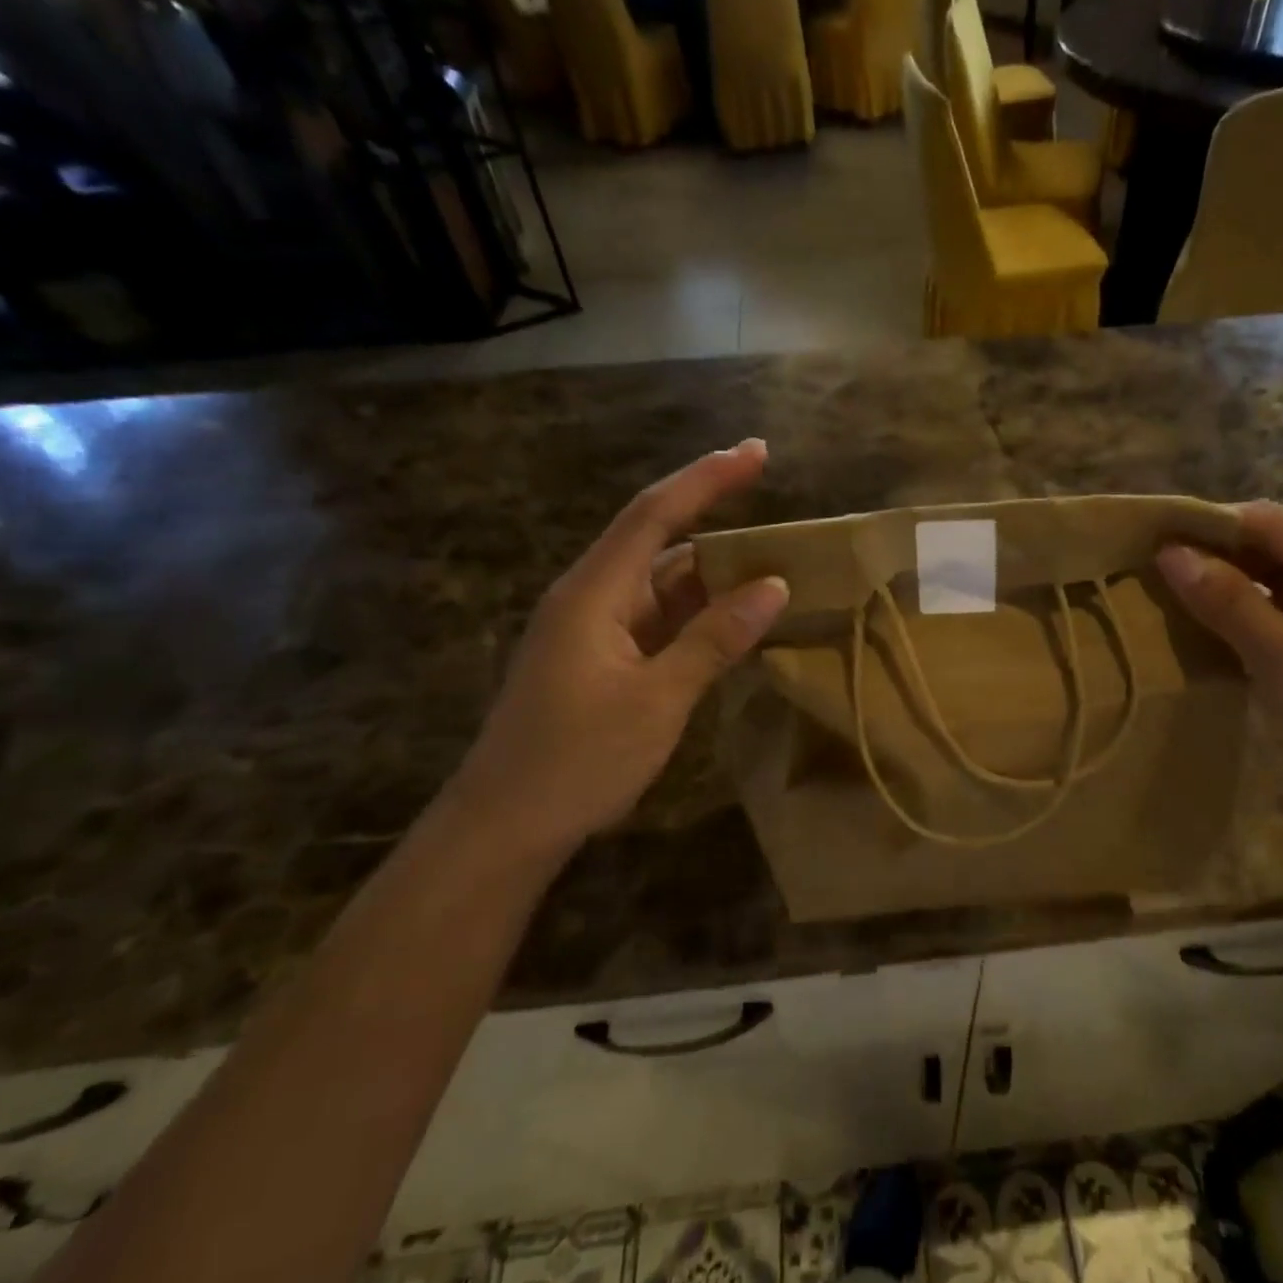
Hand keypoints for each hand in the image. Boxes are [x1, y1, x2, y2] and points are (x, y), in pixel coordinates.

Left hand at [433, 441, 787, 868]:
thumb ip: (715, 638)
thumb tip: (775, 585)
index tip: (756, 452)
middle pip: (659, 540)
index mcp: (595, 593)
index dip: (707, 477)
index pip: (656, 514)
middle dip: (717, 517)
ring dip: (714, 573)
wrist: (503, 830)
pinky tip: (735, 619)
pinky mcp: (601, 659)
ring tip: (773, 564)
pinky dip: (699, 612)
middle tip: (778, 509)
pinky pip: (659, 618)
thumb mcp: (658, 700)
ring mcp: (594, 630)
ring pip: (662, 583)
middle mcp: (592, 597)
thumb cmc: (576, 762)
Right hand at [1157, 501, 1282, 826]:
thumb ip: (1230, 603)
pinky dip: (1234, 609)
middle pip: (1269, 545)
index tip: (1150, 536)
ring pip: (1266, 576)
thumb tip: (1168, 553)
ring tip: (1160, 588)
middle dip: (1211, 553)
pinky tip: (1195, 619)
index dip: (1209, 524)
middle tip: (1146, 565)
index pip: (1272, 523)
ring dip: (1219, 581)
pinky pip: (1272, 607)